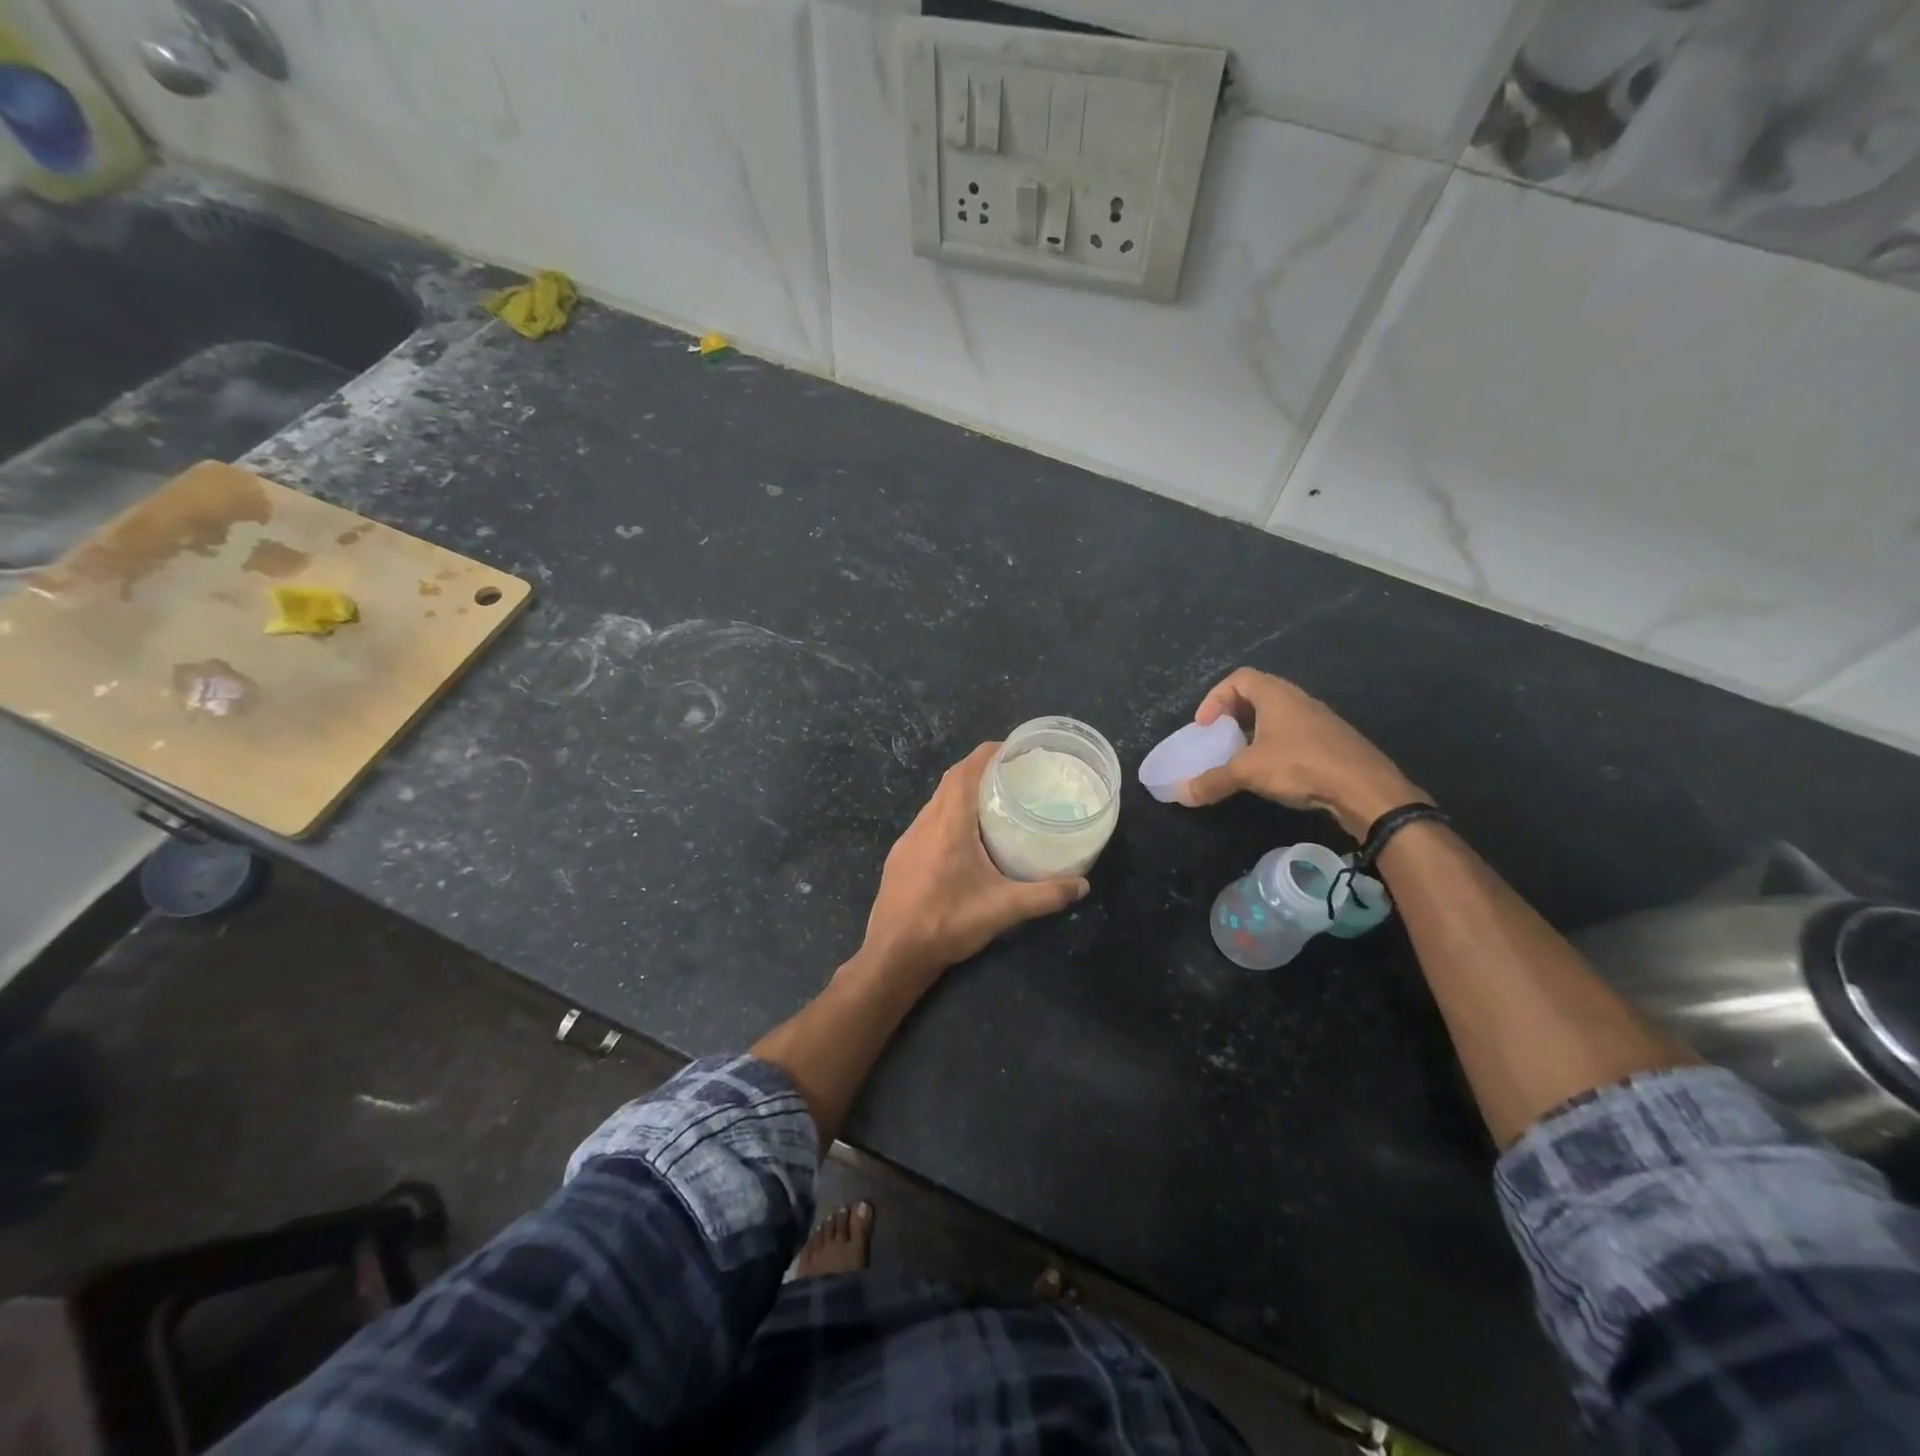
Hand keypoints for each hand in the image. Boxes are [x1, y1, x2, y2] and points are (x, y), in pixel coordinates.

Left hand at [857, 743, 1087, 988]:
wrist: (894, 954)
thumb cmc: (947, 924)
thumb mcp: (1003, 910)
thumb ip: (1044, 895)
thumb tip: (1083, 886)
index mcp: (948, 825)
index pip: (964, 772)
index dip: (987, 753)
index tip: (1012, 749)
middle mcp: (924, 823)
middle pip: (950, 782)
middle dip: (978, 770)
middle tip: (1011, 774)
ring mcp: (907, 839)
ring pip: (936, 802)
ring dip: (962, 793)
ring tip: (993, 801)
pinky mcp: (900, 856)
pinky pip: (927, 822)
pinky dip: (948, 815)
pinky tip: (965, 838)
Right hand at [1178, 669, 1424, 837]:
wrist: (1367, 789)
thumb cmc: (1301, 765)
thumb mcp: (1248, 772)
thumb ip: (1212, 780)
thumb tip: (1179, 793)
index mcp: (1276, 695)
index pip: (1239, 678)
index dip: (1215, 697)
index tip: (1205, 725)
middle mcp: (1299, 700)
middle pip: (1258, 694)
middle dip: (1233, 714)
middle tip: (1219, 737)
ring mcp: (1319, 720)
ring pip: (1278, 716)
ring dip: (1255, 731)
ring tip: (1242, 756)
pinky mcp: (1332, 742)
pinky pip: (1295, 734)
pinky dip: (1276, 745)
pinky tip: (1274, 772)